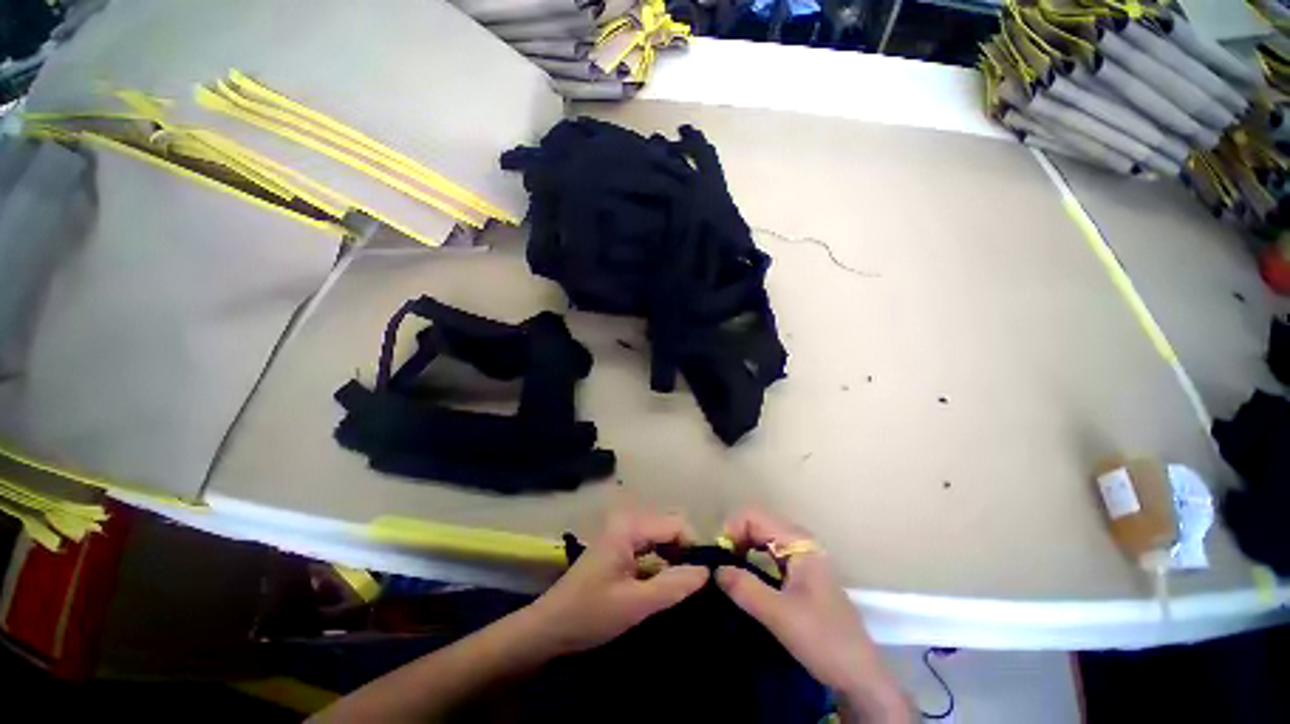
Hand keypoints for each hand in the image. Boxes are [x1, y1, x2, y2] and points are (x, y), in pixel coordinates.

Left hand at [527, 509, 708, 654]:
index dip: (695, 547)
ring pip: (662, 537)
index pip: (677, 524)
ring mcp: (623, 532)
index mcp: (630, 525)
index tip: (707, 577)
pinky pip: (651, 547)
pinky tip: (665, 585)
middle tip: (695, 586)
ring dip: (675, 559)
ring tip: (683, 588)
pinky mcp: (620, 546)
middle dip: (686, 553)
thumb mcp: (635, 604)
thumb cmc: (589, 614)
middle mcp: (628, 520)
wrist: (548, 628)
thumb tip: (707, 571)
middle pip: (670, 527)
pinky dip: (662, 563)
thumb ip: (673, 586)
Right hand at [716, 509, 910, 722]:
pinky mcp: (799, 573)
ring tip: (728, 572)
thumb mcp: (781, 615)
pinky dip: (750, 558)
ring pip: (761, 537)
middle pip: (757, 523)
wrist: (859, 675)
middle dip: (734, 537)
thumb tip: (715, 569)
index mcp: (799, 542)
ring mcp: (801, 557)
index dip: (732, 529)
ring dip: (741, 548)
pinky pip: (767, 553)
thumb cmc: (824, 640)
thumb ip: (746, 588)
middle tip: (720, 566)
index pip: (754, 516)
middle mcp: (800, 542)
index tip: (720, 557)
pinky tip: (744, 578)